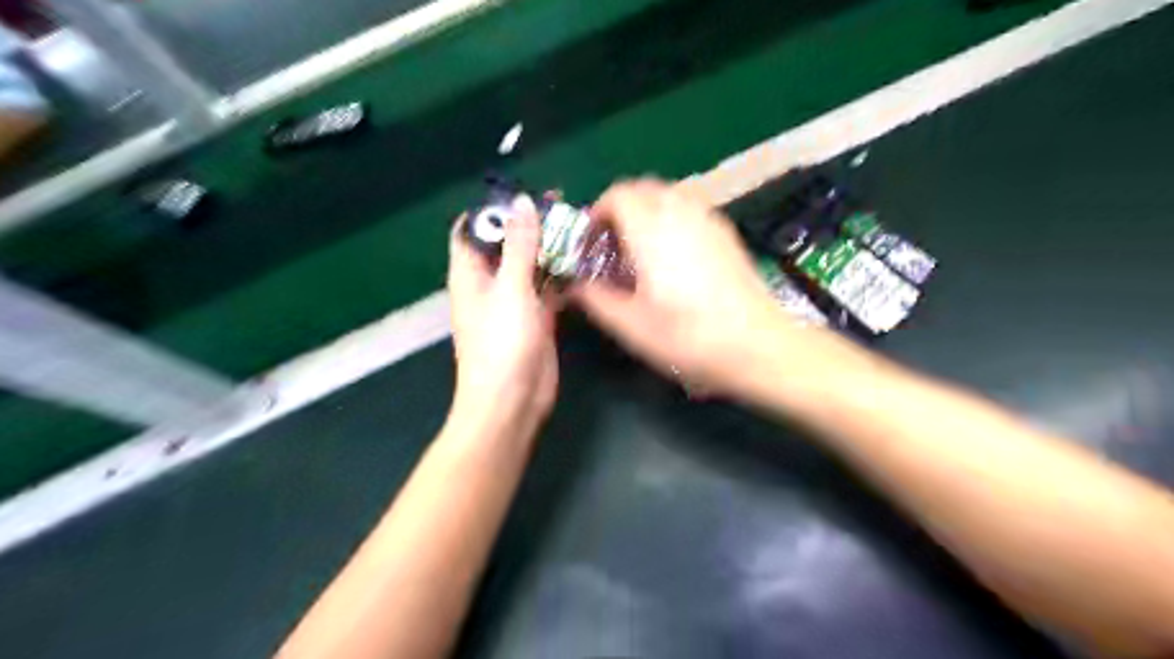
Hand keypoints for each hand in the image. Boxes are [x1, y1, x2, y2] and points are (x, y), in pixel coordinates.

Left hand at [450, 196, 558, 430]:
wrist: (513, 401)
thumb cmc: (502, 344)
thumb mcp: (510, 289)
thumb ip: (518, 246)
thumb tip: (521, 203)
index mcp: (470, 274)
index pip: (471, 231)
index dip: (491, 211)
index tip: (521, 195)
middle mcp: (490, 285)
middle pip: (506, 245)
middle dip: (528, 225)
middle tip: (561, 204)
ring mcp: (515, 302)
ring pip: (530, 266)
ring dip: (548, 248)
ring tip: (577, 226)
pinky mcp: (537, 319)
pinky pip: (548, 289)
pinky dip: (562, 276)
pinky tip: (584, 261)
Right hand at [574, 178, 792, 397]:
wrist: (757, 346)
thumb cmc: (688, 338)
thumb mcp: (631, 327)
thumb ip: (596, 300)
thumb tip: (575, 287)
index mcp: (652, 230)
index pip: (618, 194)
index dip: (597, 213)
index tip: (591, 244)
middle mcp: (681, 213)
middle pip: (643, 188)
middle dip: (621, 209)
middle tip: (612, 246)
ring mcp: (709, 220)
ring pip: (669, 196)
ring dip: (647, 212)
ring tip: (642, 251)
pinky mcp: (728, 233)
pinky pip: (691, 209)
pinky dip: (672, 219)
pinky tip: (674, 257)